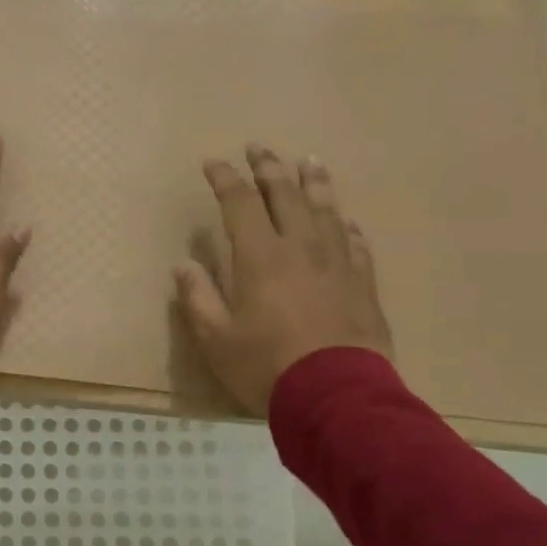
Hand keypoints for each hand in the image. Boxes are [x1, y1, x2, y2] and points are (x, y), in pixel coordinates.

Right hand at [174, 145, 392, 415]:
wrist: (337, 397)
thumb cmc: (267, 367)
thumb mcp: (216, 339)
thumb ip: (198, 298)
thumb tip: (183, 265)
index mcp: (260, 257)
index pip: (240, 203)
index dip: (225, 179)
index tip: (213, 163)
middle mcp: (301, 248)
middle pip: (286, 195)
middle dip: (269, 168)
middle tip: (259, 148)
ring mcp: (337, 264)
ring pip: (327, 211)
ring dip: (315, 183)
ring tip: (309, 161)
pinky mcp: (363, 285)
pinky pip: (356, 245)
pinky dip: (348, 228)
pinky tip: (347, 222)